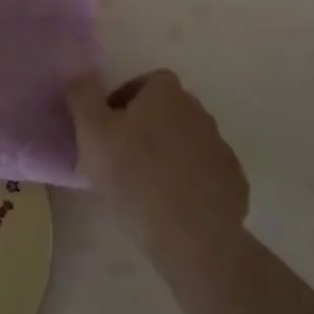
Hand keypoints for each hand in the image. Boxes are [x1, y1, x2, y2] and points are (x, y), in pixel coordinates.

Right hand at [67, 70, 247, 258]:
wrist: (192, 236)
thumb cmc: (134, 175)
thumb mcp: (91, 131)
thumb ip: (81, 95)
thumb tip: (80, 77)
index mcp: (167, 94)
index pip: (145, 82)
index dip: (123, 100)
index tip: (106, 128)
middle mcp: (199, 112)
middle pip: (166, 111)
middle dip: (145, 127)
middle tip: (120, 157)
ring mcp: (221, 148)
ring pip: (186, 143)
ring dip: (167, 155)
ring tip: (144, 186)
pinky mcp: (233, 183)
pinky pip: (204, 174)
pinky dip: (189, 183)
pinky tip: (171, 206)